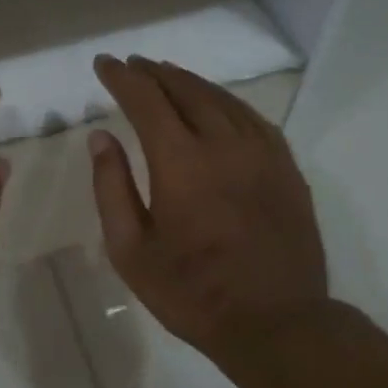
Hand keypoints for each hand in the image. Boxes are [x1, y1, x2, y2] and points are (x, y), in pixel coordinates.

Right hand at [88, 55, 332, 380]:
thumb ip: (112, 188)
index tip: (104, 64)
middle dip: (155, 73)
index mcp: (181, 163)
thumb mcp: (131, 250)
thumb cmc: (192, 293)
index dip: (122, 79)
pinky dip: (227, 103)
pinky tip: (218, 105)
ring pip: (223, 100)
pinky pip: (253, 119)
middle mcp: (224, 145)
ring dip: (190, 82)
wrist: (276, 323)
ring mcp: (262, 153)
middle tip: (133, 66)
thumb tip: (101, 138)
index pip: (146, 101)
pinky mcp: (286, 168)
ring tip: (168, 75)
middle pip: (186, 91)